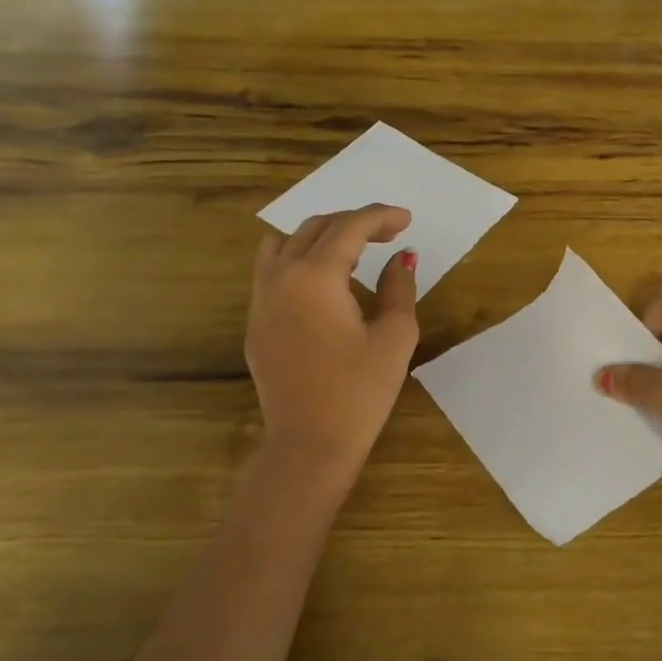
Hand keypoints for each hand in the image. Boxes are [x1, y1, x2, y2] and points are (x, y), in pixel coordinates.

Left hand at [246, 204, 419, 480]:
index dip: (380, 217)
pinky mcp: (255, 322)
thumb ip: (399, 287)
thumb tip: (400, 258)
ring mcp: (260, 300)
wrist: (309, 443)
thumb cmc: (359, 392)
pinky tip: (323, 281)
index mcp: (315, 277)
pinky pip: (271, 270)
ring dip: (319, 235)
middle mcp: (280, 277)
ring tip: (351, 249)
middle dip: (353, 223)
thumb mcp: (394, 336)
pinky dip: (298, 258)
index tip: (406, 220)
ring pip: (284, 243)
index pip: (349, 228)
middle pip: (315, 227)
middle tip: (388, 234)